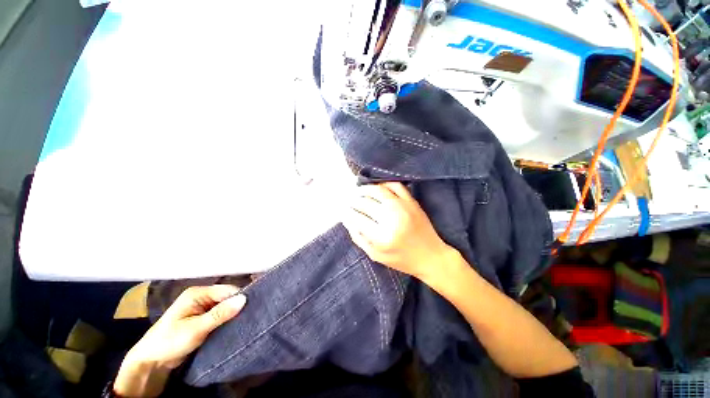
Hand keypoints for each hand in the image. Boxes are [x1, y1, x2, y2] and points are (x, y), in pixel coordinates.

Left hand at [114, 285, 245, 396]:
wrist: (151, 362)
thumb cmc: (169, 342)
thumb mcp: (195, 329)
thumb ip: (219, 314)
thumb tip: (244, 299)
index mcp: (198, 293)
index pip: (227, 290)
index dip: (240, 297)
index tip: (253, 307)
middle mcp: (201, 297)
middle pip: (227, 297)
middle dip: (237, 306)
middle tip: (251, 316)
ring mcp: (202, 308)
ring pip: (225, 307)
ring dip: (233, 314)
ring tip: (246, 321)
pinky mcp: (202, 319)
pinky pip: (220, 315)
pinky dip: (227, 320)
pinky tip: (235, 325)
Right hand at [342, 182, 454, 279]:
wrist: (431, 256)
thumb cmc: (402, 260)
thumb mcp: (376, 256)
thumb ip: (359, 238)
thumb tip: (347, 220)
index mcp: (382, 237)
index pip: (357, 218)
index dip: (347, 212)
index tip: (342, 210)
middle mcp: (392, 218)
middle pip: (365, 203)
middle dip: (353, 201)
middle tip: (348, 201)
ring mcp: (403, 207)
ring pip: (378, 190)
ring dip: (364, 189)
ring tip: (358, 191)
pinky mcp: (412, 201)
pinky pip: (395, 185)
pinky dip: (383, 183)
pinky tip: (376, 187)